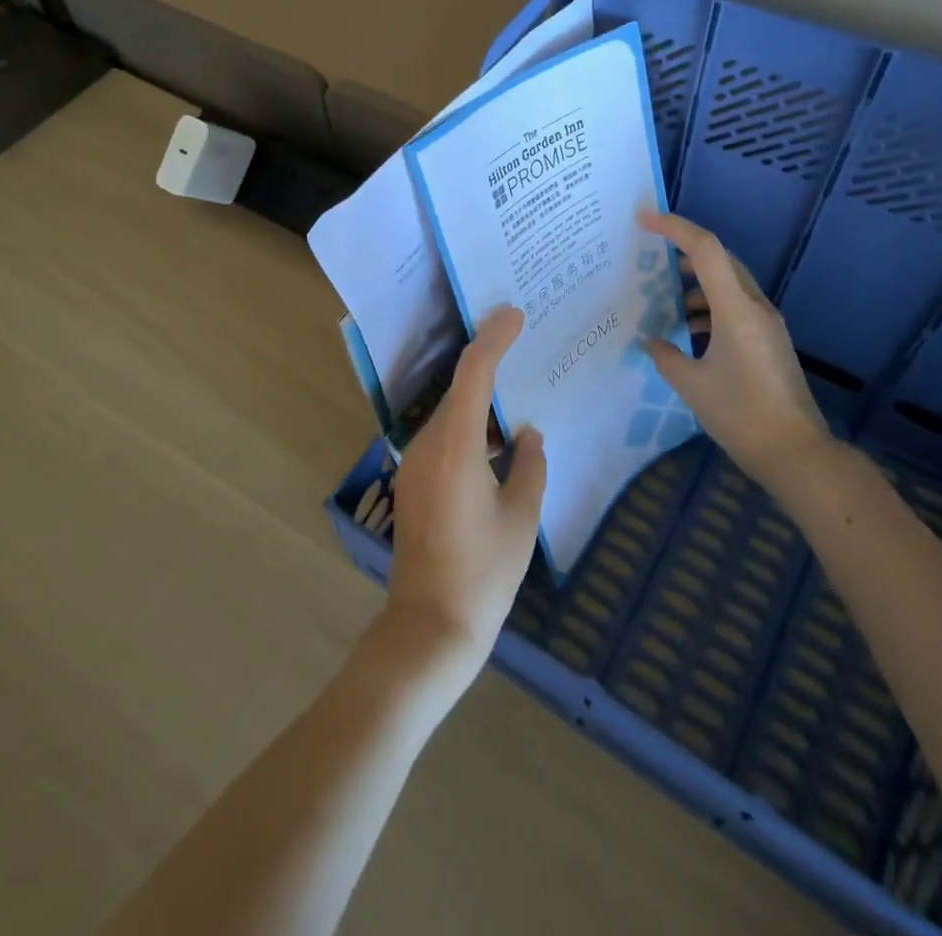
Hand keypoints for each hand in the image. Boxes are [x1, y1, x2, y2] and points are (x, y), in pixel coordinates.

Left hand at [384, 307, 546, 692]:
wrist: (429, 627)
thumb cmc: (484, 574)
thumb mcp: (522, 518)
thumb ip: (530, 466)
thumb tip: (527, 436)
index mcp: (456, 447)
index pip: (473, 374)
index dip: (493, 339)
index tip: (514, 315)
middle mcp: (427, 445)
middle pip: (458, 389)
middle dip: (488, 363)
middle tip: (522, 344)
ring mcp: (413, 465)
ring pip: (450, 414)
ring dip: (479, 399)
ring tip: (516, 391)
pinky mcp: (411, 483)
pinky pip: (443, 438)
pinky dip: (469, 426)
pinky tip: (495, 440)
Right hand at [639, 211, 834, 482]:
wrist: (797, 453)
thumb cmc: (741, 415)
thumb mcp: (692, 385)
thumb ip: (666, 356)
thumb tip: (653, 341)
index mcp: (736, 309)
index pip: (706, 250)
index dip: (675, 228)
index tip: (644, 219)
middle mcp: (755, 307)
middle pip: (720, 261)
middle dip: (684, 252)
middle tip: (650, 257)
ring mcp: (766, 324)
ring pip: (729, 284)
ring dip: (697, 283)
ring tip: (664, 298)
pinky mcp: (769, 341)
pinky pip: (736, 307)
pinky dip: (710, 307)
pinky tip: (689, 331)